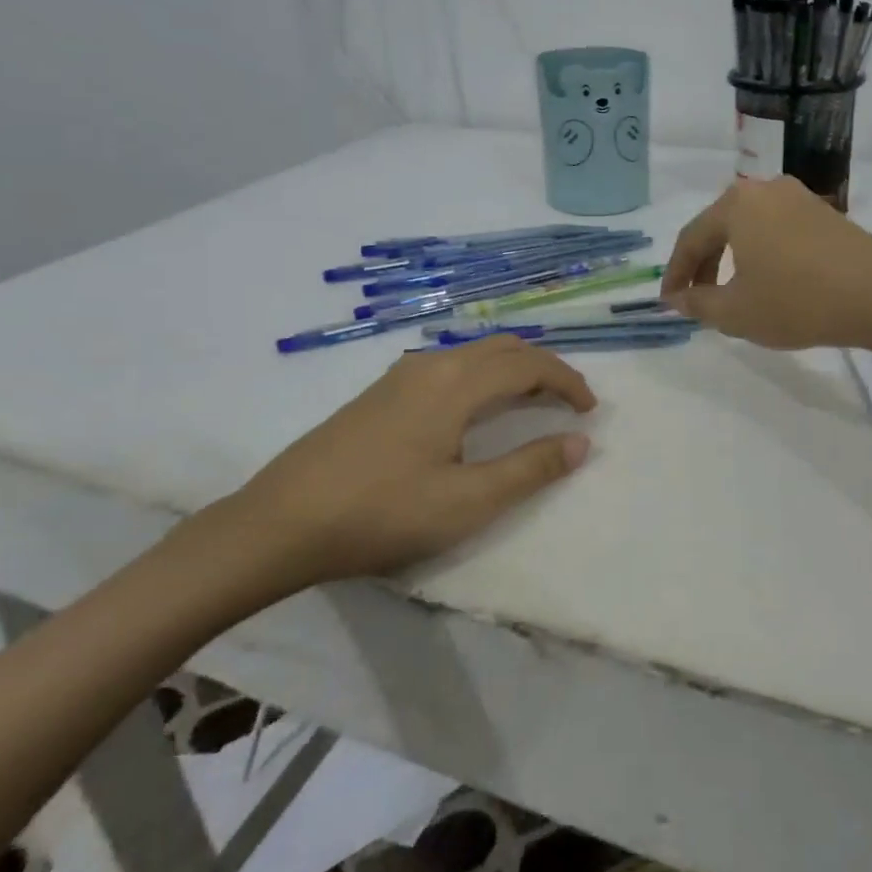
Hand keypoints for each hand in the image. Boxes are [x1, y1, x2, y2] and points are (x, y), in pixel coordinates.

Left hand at [228, 335, 596, 586]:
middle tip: (568, 401)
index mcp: (458, 382)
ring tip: (530, 403)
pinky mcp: (379, 393)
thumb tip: (580, 443)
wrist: (281, 523)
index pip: (529, 365)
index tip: (590, 411)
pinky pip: (448, 365)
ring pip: (473, 353)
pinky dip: (481, 375)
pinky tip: (473, 410)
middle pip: (503, 347)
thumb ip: (530, 469)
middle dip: (544, 367)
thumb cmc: (382, 513)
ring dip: (511, 368)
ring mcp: (400, 375)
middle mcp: (432, 364)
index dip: (568, 381)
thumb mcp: (467, 502)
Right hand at [660, 177, 871, 349]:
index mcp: (736, 204)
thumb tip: (675, 298)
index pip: (690, 239)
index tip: (668, 303)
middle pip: (719, 228)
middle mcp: (764, 189)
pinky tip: (769, 281)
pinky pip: (777, 230)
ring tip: (731, 294)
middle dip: (704, 266)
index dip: (675, 274)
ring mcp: (798, 197)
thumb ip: (697, 303)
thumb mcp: (736, 312)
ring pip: (749, 228)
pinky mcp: (824, 212)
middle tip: (697, 300)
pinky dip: (762, 254)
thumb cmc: (797, 302)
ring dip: (733, 260)